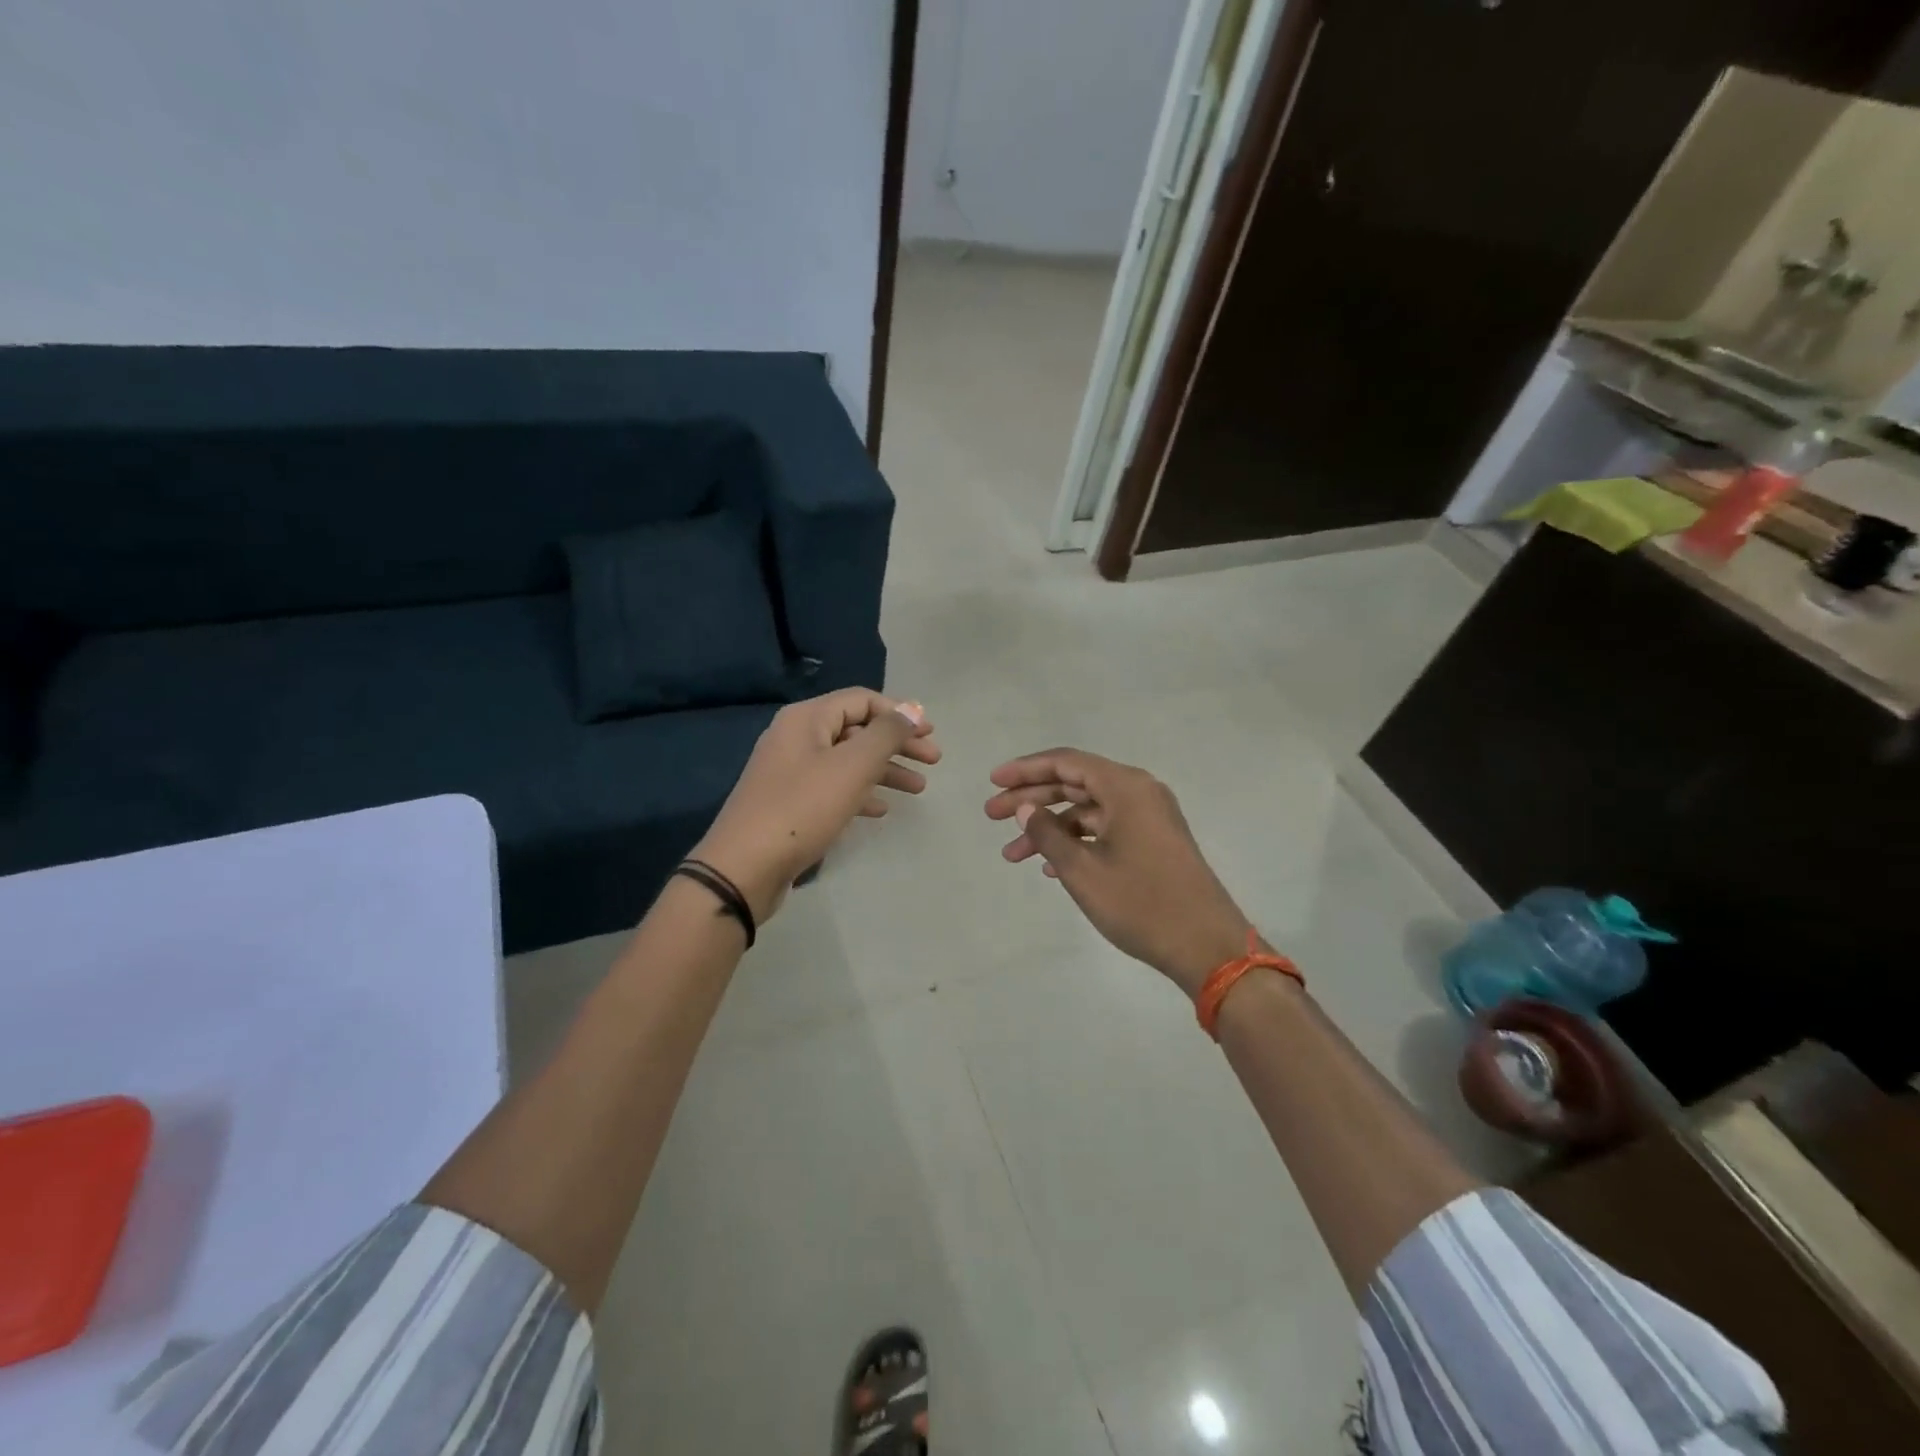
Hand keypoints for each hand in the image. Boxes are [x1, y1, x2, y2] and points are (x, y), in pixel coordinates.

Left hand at [694, 690, 938, 921]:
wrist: (744, 867)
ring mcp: (791, 772)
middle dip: (898, 744)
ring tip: (918, 789)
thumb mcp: (852, 766)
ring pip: (848, 761)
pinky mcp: (790, 803)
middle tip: (933, 761)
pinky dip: (860, 793)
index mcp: (807, 719)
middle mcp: (797, 737)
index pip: (862, 700)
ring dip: (885, 771)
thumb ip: (886, 734)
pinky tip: (881, 810)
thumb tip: (912, 710)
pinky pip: (833, 787)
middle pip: (857, 730)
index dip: (900, 713)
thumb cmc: (802, 808)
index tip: (931, 733)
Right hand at [985, 748, 1256, 997]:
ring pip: (1088, 811)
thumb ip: (1047, 833)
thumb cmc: (1141, 903)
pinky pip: (1106, 829)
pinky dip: (1076, 841)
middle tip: (991, 816)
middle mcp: (1140, 793)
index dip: (1026, 770)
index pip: (1066, 763)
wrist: (1206, 947)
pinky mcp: (1154, 841)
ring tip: (1012, 855)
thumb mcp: (1083, 870)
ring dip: (1050, 828)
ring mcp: (1150, 818)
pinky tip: (1050, 866)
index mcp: (1126, 787)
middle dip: (1031, 799)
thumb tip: (1025, 808)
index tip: (994, 782)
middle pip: (1075, 784)